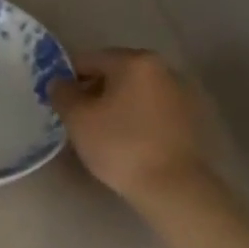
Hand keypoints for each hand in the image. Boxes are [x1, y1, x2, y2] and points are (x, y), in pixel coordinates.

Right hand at [49, 48, 212, 204]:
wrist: (173, 187)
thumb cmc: (120, 145)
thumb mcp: (77, 118)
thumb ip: (62, 93)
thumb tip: (59, 82)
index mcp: (135, 61)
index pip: (89, 59)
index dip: (67, 78)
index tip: (58, 101)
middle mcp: (162, 69)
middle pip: (114, 73)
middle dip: (92, 91)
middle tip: (76, 118)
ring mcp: (180, 93)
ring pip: (133, 92)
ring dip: (114, 104)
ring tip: (100, 132)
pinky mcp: (190, 118)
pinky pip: (150, 109)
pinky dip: (134, 117)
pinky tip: (125, 140)